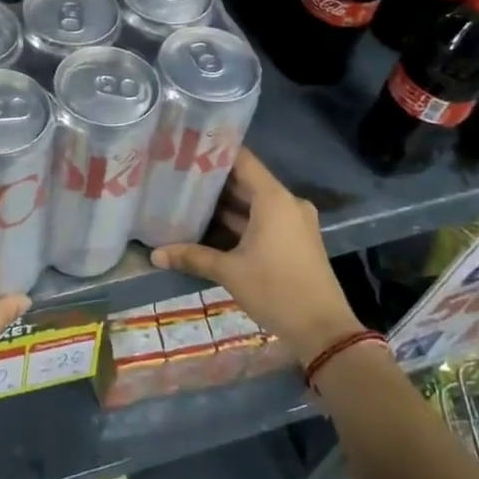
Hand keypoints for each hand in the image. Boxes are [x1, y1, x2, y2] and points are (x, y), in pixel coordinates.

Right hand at [150, 149, 362, 364]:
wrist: (323, 330)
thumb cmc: (276, 290)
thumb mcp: (230, 272)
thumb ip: (193, 257)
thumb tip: (155, 254)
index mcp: (273, 199)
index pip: (242, 160)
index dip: (215, 152)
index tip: (187, 147)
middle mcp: (286, 202)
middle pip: (246, 181)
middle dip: (214, 181)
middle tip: (178, 174)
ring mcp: (294, 221)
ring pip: (254, 203)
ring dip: (226, 204)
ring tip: (188, 198)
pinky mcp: (295, 239)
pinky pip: (264, 219)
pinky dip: (240, 220)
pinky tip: (211, 226)